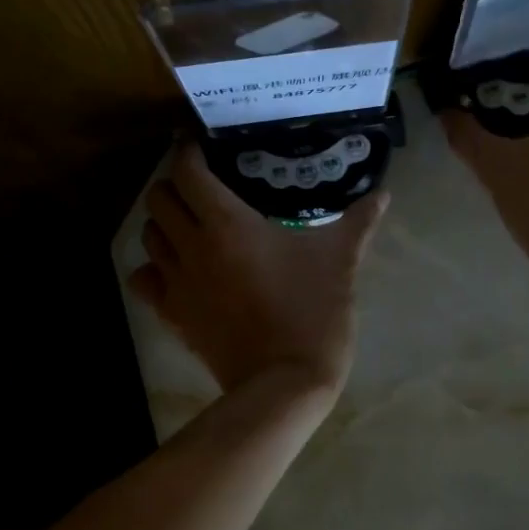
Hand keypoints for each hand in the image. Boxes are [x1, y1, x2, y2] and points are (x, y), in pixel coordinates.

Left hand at [128, 141, 388, 394]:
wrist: (285, 382)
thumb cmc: (313, 312)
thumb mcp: (340, 262)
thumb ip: (358, 223)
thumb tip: (384, 195)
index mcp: (228, 223)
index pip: (188, 171)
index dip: (189, 152)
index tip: (202, 147)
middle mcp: (193, 245)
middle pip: (158, 198)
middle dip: (174, 185)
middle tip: (201, 187)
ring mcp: (177, 283)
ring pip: (148, 236)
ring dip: (164, 223)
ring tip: (190, 224)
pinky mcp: (172, 315)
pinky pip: (143, 280)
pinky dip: (153, 268)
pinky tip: (176, 269)